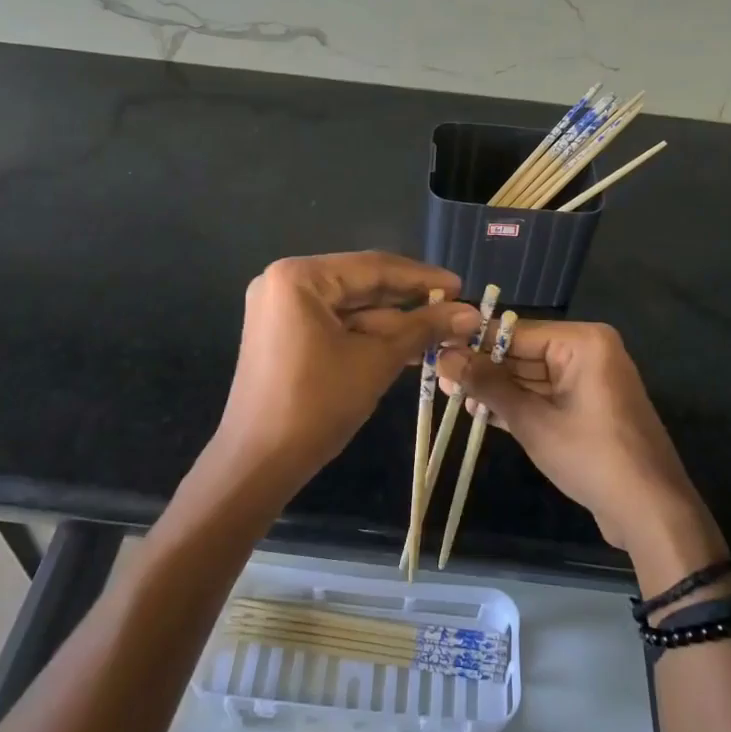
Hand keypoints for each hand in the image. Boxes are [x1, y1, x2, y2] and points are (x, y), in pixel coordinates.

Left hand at [198, 253, 478, 507]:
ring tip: (442, 331)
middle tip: (456, 309)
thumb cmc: (317, 404)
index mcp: (299, 277)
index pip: (373, 267)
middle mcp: (284, 282)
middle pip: (361, 284)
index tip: (461, 287)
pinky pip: (334, 325)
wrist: (258, 464)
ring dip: (393, 322)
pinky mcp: (283, 335)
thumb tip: (472, 313)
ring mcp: (280, 310)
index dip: (422, 278)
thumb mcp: (376, 361)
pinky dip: (367, 336)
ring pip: (350, 308)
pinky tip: (408, 346)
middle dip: (409, 301)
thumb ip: (423, 328)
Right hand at [438, 321, 725, 579]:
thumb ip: (488, 386)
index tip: (435, 348)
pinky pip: (544, 396)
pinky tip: (478, 412)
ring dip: (495, 388)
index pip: (515, 332)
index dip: (473, 342)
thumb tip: (444, 356)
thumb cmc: (592, 457)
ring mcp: (588, 381)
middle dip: (482, 367)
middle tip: (436, 375)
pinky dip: (516, 404)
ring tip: (449, 395)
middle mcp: (588, 352)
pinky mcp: (586, 407)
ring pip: (530, 376)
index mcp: (583, 342)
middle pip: (522, 353)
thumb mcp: (533, 421)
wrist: (651, 512)